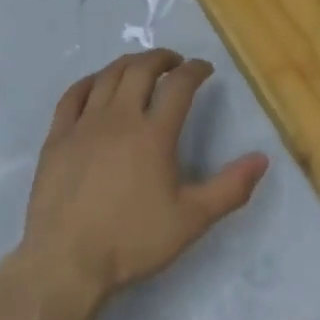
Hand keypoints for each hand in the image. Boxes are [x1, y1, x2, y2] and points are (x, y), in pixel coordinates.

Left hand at [20, 49, 269, 311]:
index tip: (204, 68)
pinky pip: (73, 94)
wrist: (66, 262)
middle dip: (162, 58)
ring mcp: (84, 124)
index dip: (195, 70)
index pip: (179, 85)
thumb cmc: (132, 241)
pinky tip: (96, 84)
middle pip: (141, 69)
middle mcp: (119, 117)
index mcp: (154, 134)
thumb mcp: (191, 220)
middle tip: (174, 62)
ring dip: (128, 63)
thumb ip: (230, 188)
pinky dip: (90, 81)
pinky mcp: (57, 136)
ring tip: (140, 67)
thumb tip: (262, 158)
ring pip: (108, 75)